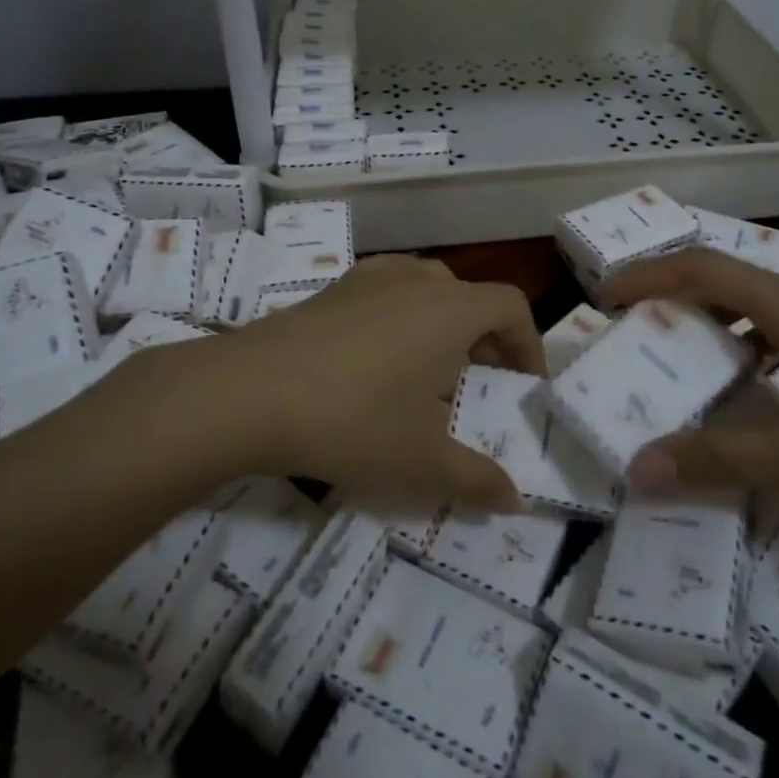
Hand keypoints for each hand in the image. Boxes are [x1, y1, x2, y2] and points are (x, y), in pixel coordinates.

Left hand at [222, 255, 539, 508]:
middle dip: (487, 338)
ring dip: (445, 321)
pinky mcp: (336, 286)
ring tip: (432, 367)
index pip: (512, 306)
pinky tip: (380, 350)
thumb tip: (515, 501)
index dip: (529, 344)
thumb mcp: (421, 460)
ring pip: (430, 287)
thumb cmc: (352, 420)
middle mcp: (419, 281)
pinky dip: (404, 311)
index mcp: (451, 310)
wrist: (249, 392)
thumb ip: (476, 479)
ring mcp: (373, 276)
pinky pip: (389, 287)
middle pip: (472, 296)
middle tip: (480, 383)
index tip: (523, 386)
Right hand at [604, 250, 778, 520]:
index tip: (606, 296)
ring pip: (755, 300)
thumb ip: (718, 462)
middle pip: (725, 277)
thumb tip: (640, 469)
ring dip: (710, 317)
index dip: (648, 275)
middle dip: (671, 295)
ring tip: (678, 354)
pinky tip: (748, 382)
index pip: (702, 269)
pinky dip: (745, 338)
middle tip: (632, 329)